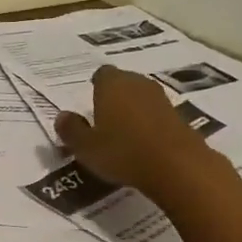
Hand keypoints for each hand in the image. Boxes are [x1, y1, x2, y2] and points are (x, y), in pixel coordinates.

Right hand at [55, 65, 211, 196]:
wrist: (178, 167)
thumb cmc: (123, 152)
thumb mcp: (85, 147)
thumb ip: (71, 130)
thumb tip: (61, 116)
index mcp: (111, 84)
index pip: (101, 74)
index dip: (95, 87)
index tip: (90, 104)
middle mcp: (137, 83)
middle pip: (123, 83)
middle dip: (113, 97)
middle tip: (103, 120)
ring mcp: (161, 99)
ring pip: (141, 98)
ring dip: (132, 111)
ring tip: (122, 134)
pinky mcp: (179, 117)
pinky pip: (156, 115)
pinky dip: (149, 125)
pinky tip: (143, 144)